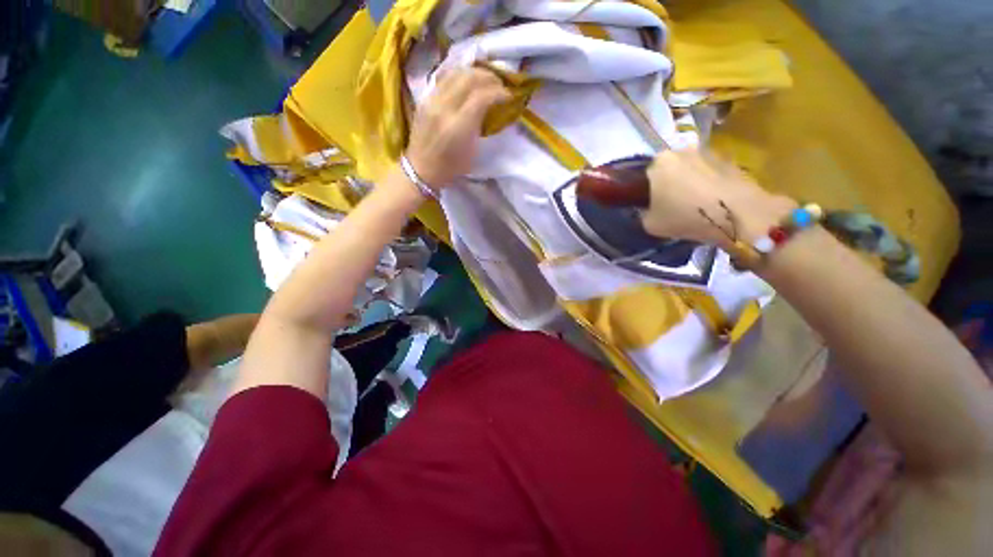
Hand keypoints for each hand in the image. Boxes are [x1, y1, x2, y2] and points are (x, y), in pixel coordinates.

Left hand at [405, 68, 510, 186]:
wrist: (422, 169)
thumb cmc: (451, 167)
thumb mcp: (473, 151)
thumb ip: (481, 125)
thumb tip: (491, 107)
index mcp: (459, 126)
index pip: (482, 96)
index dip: (499, 92)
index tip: (509, 96)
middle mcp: (444, 107)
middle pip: (469, 78)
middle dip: (489, 77)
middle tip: (500, 84)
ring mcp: (432, 100)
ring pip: (456, 72)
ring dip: (475, 72)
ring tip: (485, 79)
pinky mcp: (425, 98)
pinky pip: (444, 77)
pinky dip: (460, 74)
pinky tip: (467, 81)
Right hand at [641, 149, 794, 248]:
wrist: (738, 214)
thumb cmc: (686, 216)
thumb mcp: (650, 224)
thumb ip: (644, 213)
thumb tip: (649, 209)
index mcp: (658, 163)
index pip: (645, 175)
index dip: (647, 191)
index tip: (653, 205)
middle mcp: (681, 150)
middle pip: (669, 169)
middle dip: (669, 183)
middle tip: (673, 205)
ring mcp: (707, 152)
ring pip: (690, 169)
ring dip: (690, 182)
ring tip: (696, 204)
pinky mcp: (729, 159)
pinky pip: (710, 172)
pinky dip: (708, 184)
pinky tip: (713, 202)